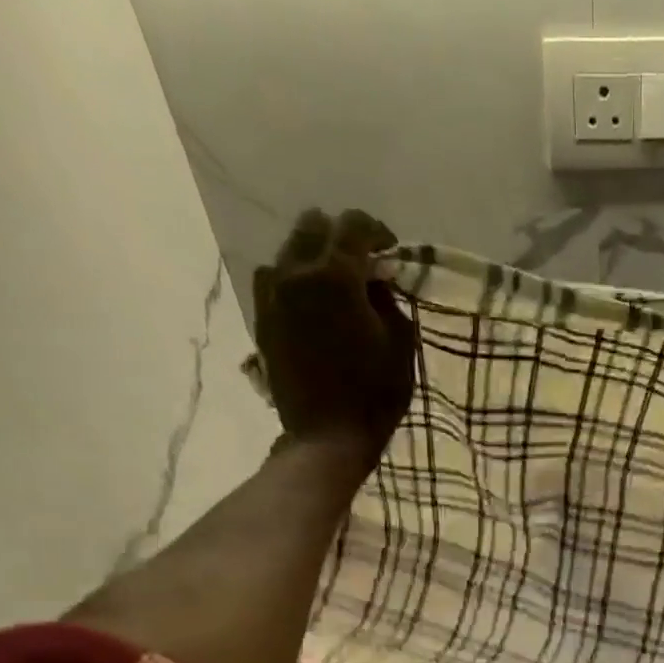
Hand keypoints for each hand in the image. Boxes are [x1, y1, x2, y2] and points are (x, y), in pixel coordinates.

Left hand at [251, 207, 415, 481]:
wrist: (326, 437)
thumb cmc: (374, 395)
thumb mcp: (401, 345)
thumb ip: (388, 301)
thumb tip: (375, 282)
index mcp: (336, 276)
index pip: (354, 225)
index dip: (377, 232)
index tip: (391, 253)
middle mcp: (296, 272)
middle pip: (313, 226)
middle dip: (341, 238)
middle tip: (363, 266)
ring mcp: (272, 294)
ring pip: (290, 250)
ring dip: (315, 258)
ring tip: (335, 286)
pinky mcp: (262, 317)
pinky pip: (275, 279)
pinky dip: (295, 281)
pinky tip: (312, 305)